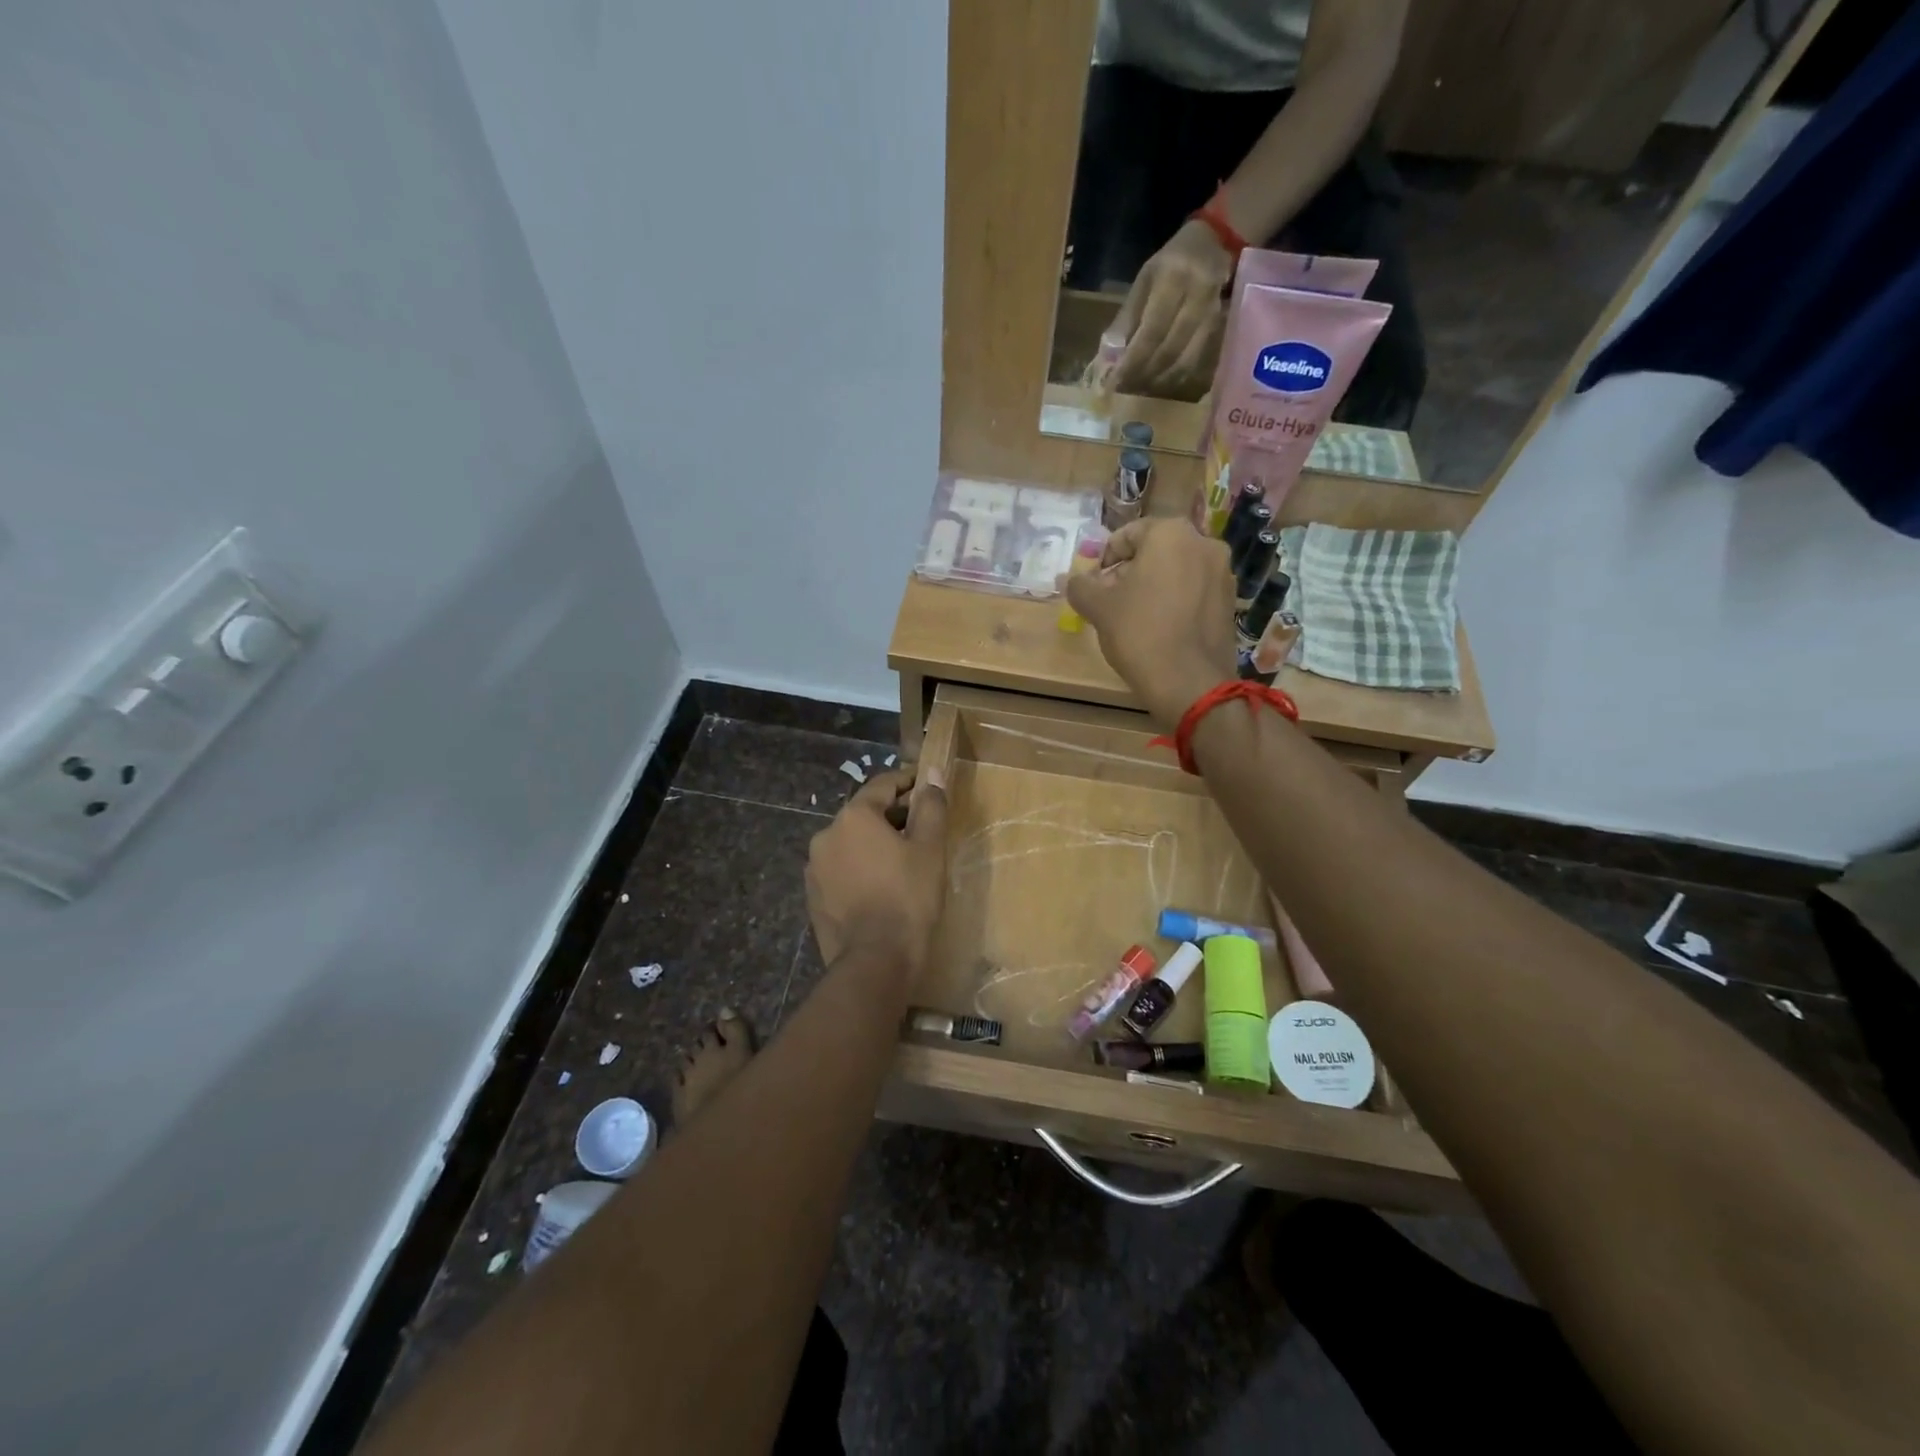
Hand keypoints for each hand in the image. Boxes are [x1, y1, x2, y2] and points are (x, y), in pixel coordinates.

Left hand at [806, 768, 948, 972]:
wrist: (875, 960)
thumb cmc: (908, 897)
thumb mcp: (929, 848)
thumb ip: (931, 806)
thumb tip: (933, 773)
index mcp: (854, 817)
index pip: (882, 785)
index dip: (907, 781)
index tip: (925, 785)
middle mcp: (827, 834)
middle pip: (864, 814)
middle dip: (892, 816)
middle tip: (920, 828)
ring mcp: (815, 867)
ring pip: (850, 843)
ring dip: (873, 843)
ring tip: (900, 860)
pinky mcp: (813, 895)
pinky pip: (840, 869)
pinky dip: (859, 868)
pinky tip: (879, 886)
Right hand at [1065, 519, 1237, 726]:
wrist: (1190, 683)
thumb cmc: (1140, 634)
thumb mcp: (1098, 608)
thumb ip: (1081, 586)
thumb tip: (1074, 580)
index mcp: (1170, 534)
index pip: (1128, 534)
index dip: (1105, 558)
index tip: (1095, 584)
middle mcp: (1204, 543)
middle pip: (1155, 550)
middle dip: (1130, 571)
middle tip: (1111, 600)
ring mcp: (1223, 573)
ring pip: (1177, 569)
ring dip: (1153, 585)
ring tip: (1135, 616)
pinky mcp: (1230, 601)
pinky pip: (1195, 590)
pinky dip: (1175, 600)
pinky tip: (1161, 627)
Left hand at [1110, 219, 1232, 396]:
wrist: (1213, 243)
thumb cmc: (1170, 264)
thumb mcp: (1144, 281)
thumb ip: (1127, 318)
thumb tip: (1109, 358)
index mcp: (1173, 278)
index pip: (1151, 331)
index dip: (1133, 360)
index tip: (1114, 381)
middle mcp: (1197, 294)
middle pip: (1169, 349)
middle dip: (1143, 373)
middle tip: (1125, 387)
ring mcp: (1212, 311)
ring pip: (1184, 359)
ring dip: (1159, 379)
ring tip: (1139, 387)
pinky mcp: (1219, 325)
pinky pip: (1196, 359)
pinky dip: (1175, 375)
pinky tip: (1160, 381)